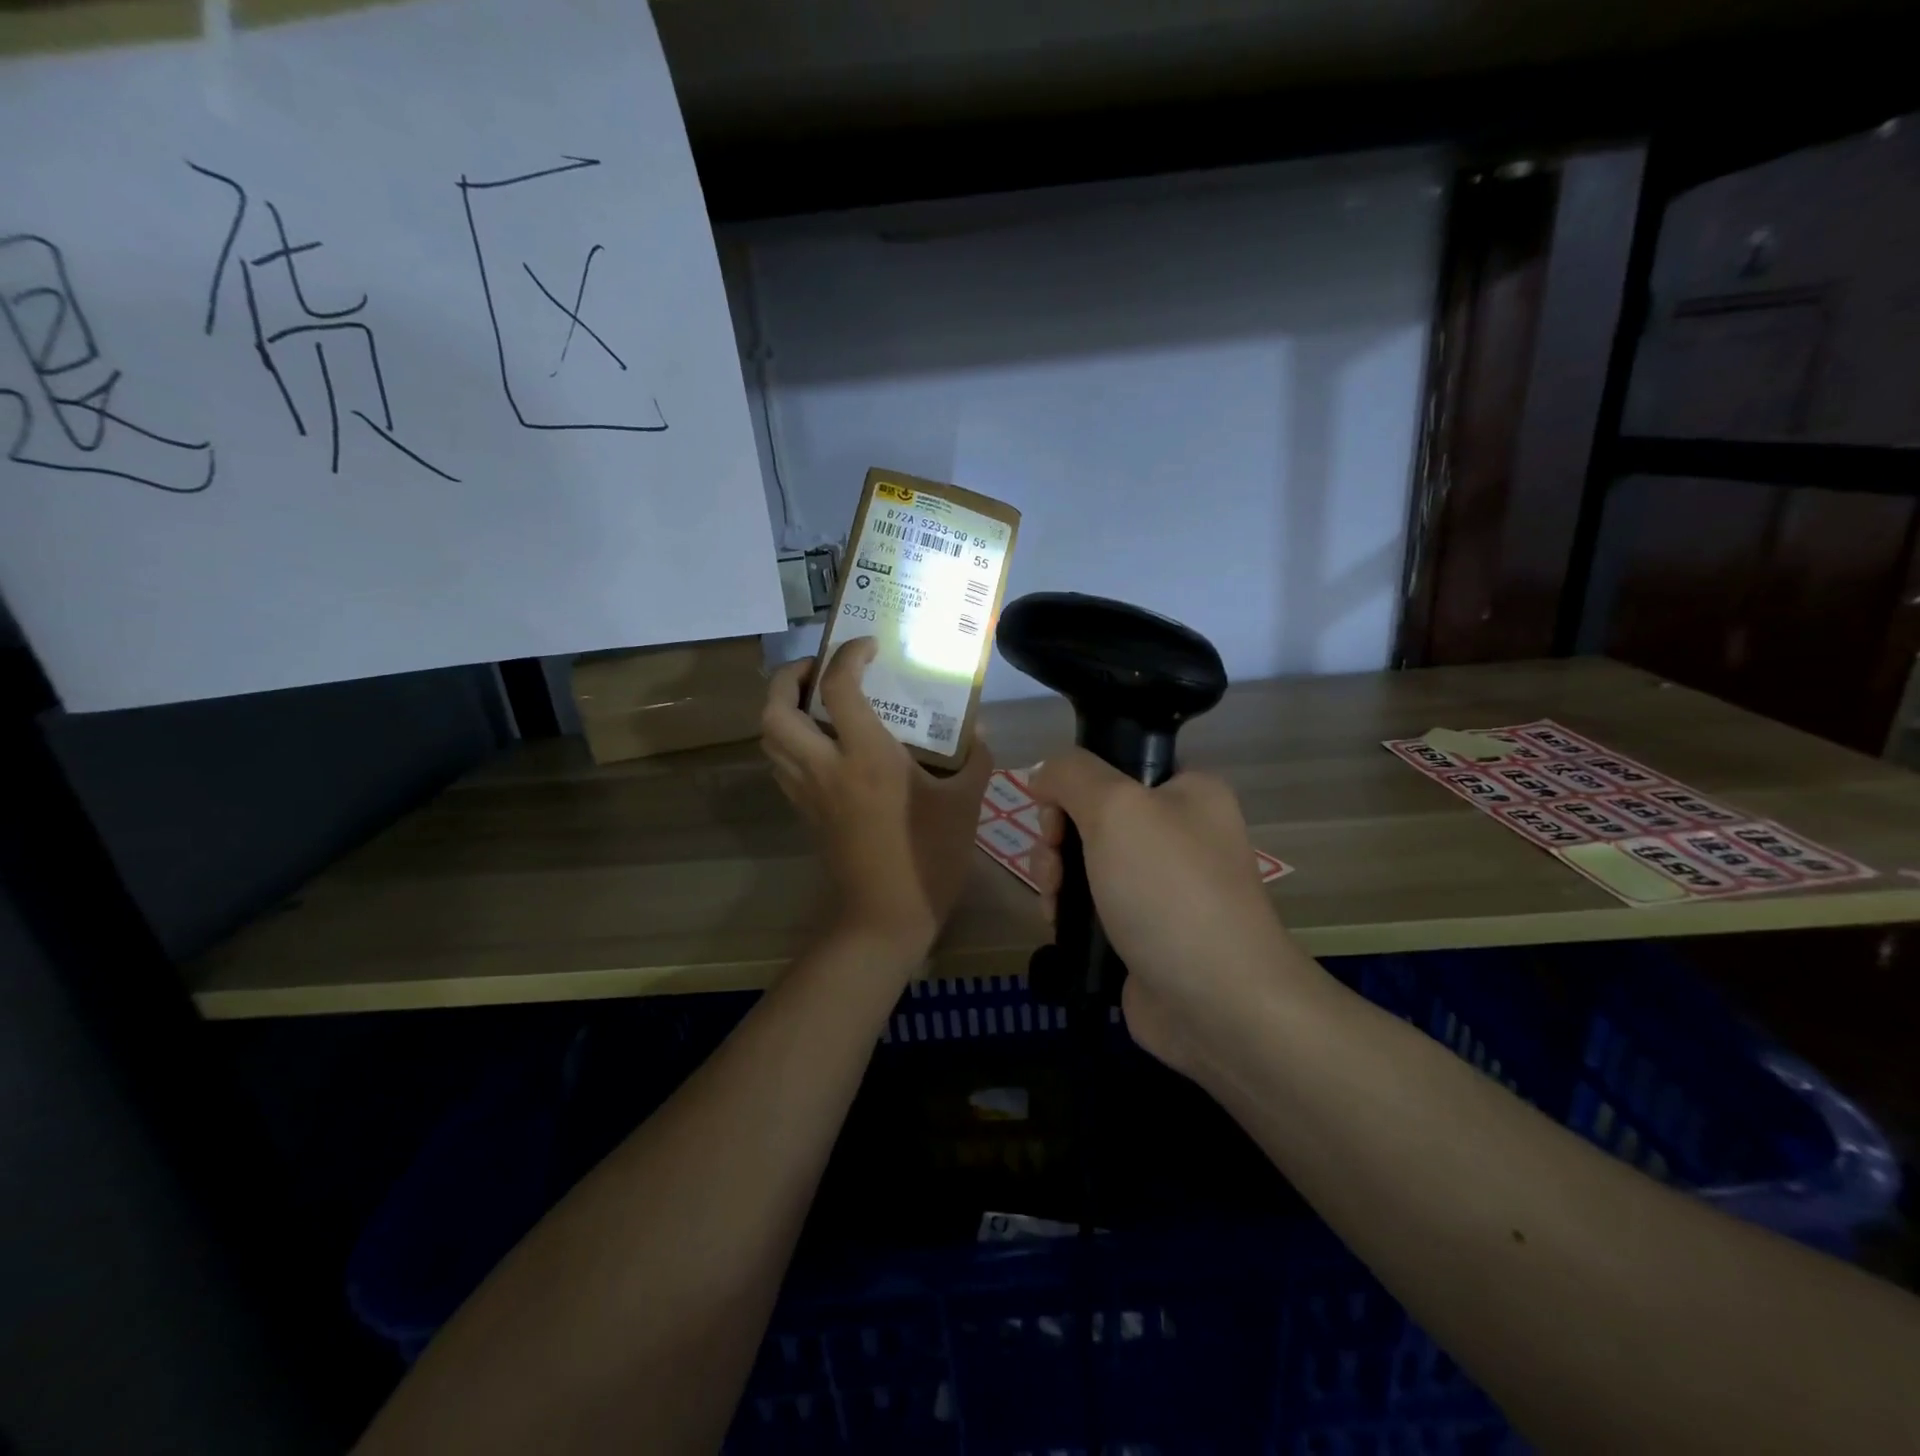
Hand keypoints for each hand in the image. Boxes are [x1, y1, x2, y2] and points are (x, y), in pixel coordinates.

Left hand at [761, 639, 994, 962]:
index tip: (869, 647)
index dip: (848, 655)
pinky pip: (781, 764)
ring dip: (782, 709)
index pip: (838, 687)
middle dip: (789, 678)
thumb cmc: (929, 858)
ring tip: (816, 701)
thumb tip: (977, 730)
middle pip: (775, 709)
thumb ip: (974, 759)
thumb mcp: (965, 804)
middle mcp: (825, 766)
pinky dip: (789, 741)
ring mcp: (808, 791)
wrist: (885, 918)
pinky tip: (822, 744)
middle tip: (819, 669)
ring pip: (769, 738)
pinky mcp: (805, 812)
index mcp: (866, 756)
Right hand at [1026, 750, 1316, 1069]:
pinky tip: (1058, 925)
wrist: (1217, 1003)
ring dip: (1056, 875)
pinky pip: (1090, 904)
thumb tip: (1044, 773)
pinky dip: (1068, 910)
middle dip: (1057, 838)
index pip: (1114, 767)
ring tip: (1054, 903)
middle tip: (1054, 867)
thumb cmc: (1169, 891)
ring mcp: (1160, 887)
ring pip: (1084, 861)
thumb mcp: (1116, 808)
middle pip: (1091, 816)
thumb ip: (1072, 774)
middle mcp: (1178, 833)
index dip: (1073, 788)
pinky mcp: (1142, 930)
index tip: (1056, 817)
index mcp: (1187, 792)